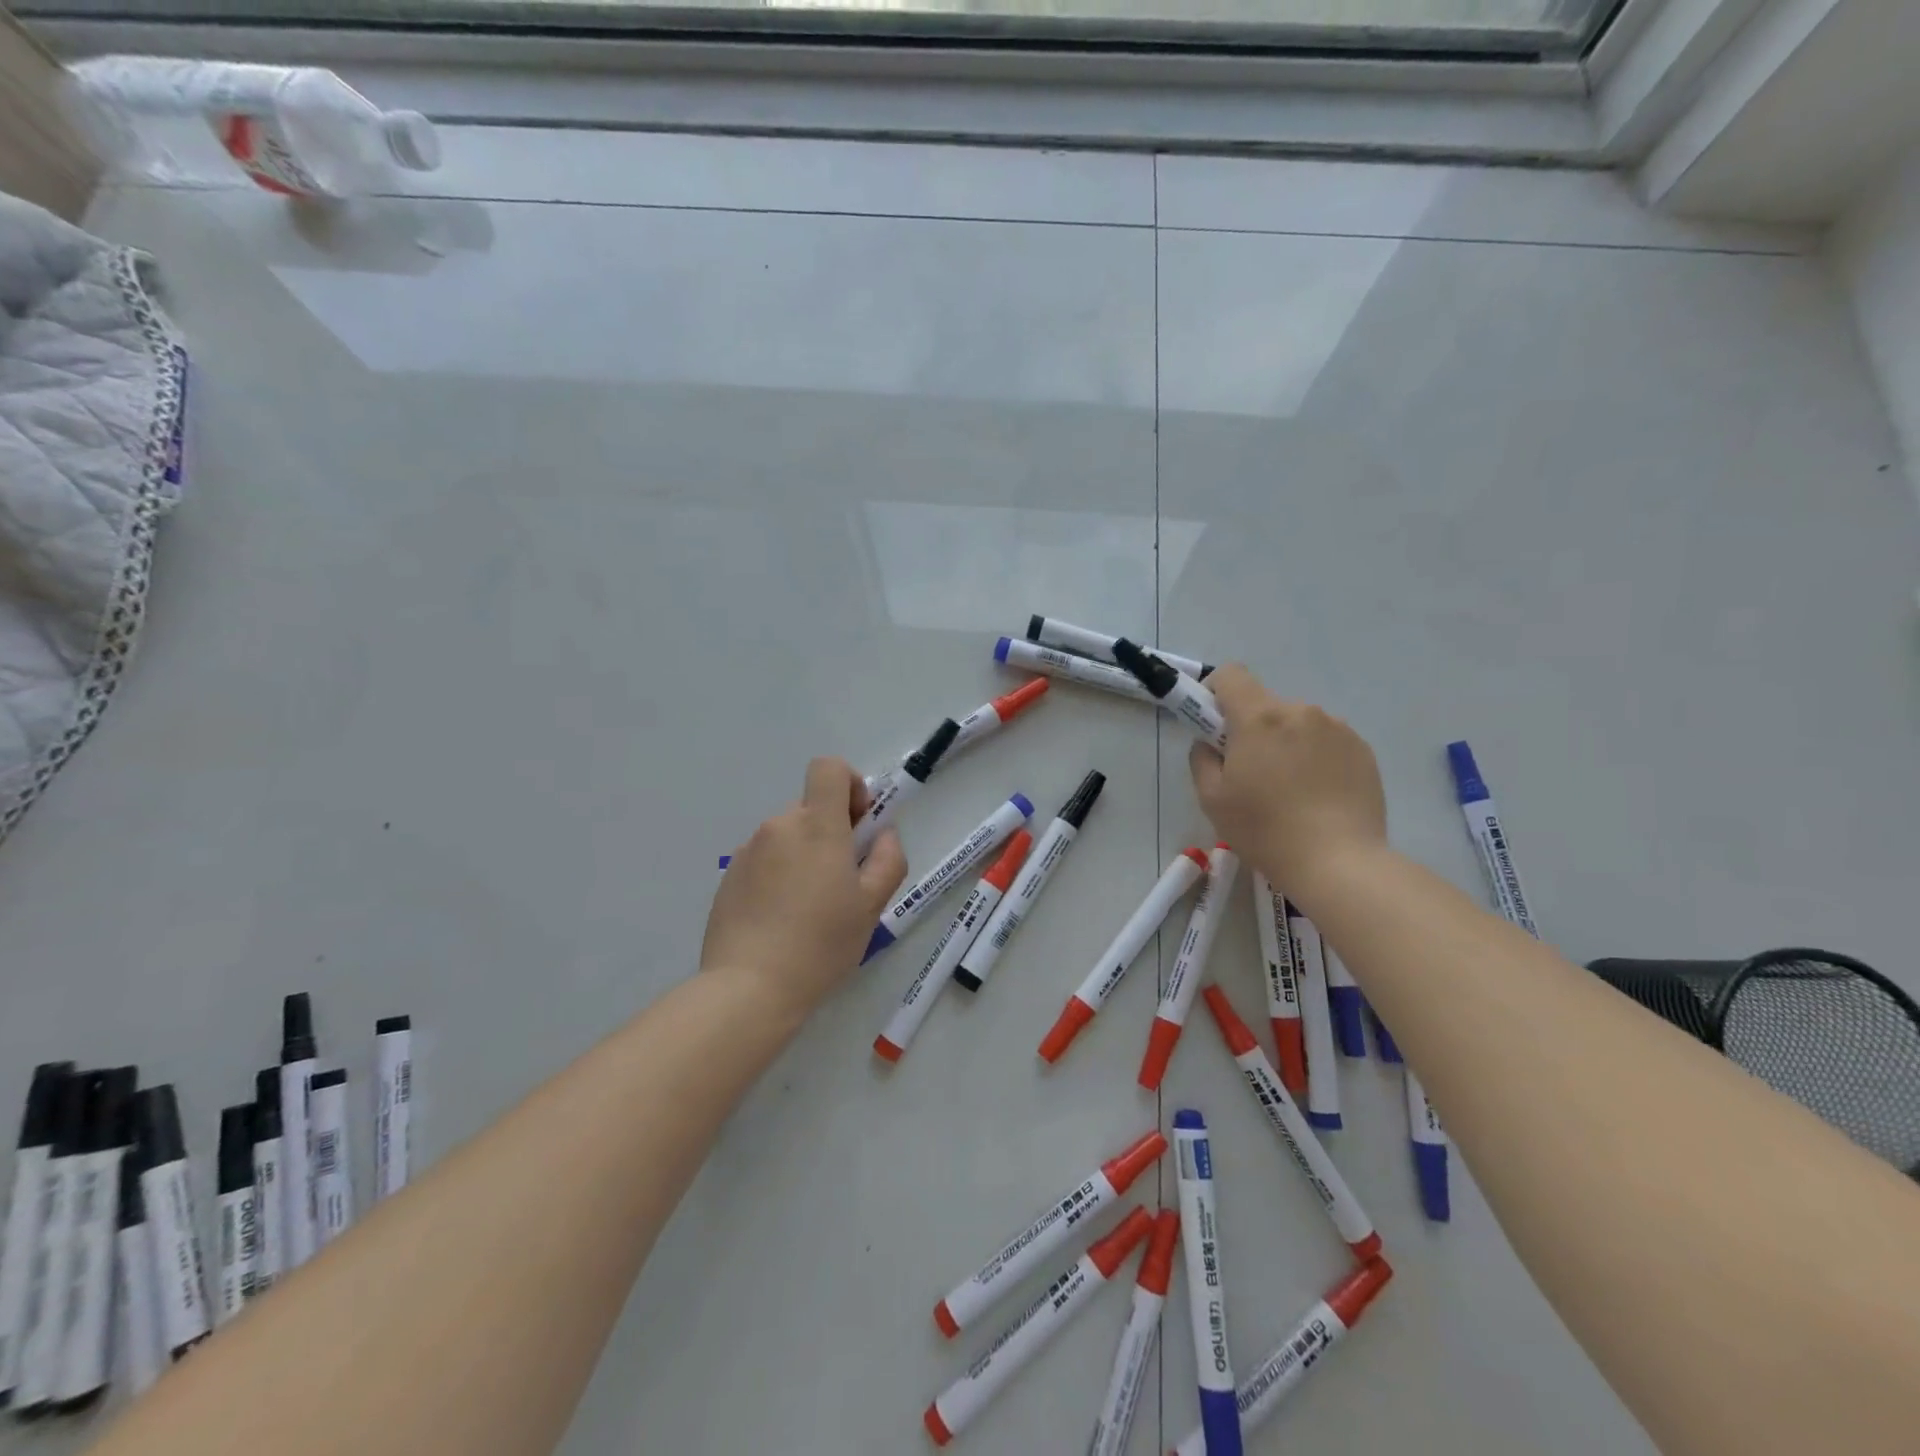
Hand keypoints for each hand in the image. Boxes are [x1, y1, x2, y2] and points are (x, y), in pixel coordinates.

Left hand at [702, 758, 909, 1020]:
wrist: (748, 988)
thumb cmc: (821, 944)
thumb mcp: (871, 906)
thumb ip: (888, 860)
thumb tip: (883, 836)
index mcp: (816, 826)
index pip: (829, 768)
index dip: (850, 784)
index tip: (859, 824)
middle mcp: (778, 827)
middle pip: (811, 808)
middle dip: (832, 832)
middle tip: (843, 882)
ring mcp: (748, 851)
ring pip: (788, 836)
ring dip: (805, 856)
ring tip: (810, 909)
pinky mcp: (729, 877)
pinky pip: (764, 861)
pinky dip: (779, 876)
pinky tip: (781, 920)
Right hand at [1188, 665, 1387, 898]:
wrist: (1338, 862)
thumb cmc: (1264, 829)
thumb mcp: (1212, 799)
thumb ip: (1202, 759)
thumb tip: (1210, 744)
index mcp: (1259, 718)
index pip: (1232, 675)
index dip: (1216, 692)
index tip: (1214, 724)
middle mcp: (1300, 711)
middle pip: (1265, 705)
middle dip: (1252, 728)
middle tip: (1251, 772)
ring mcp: (1337, 728)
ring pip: (1298, 724)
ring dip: (1286, 743)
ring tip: (1290, 789)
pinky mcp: (1363, 750)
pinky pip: (1327, 741)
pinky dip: (1315, 758)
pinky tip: (1317, 795)